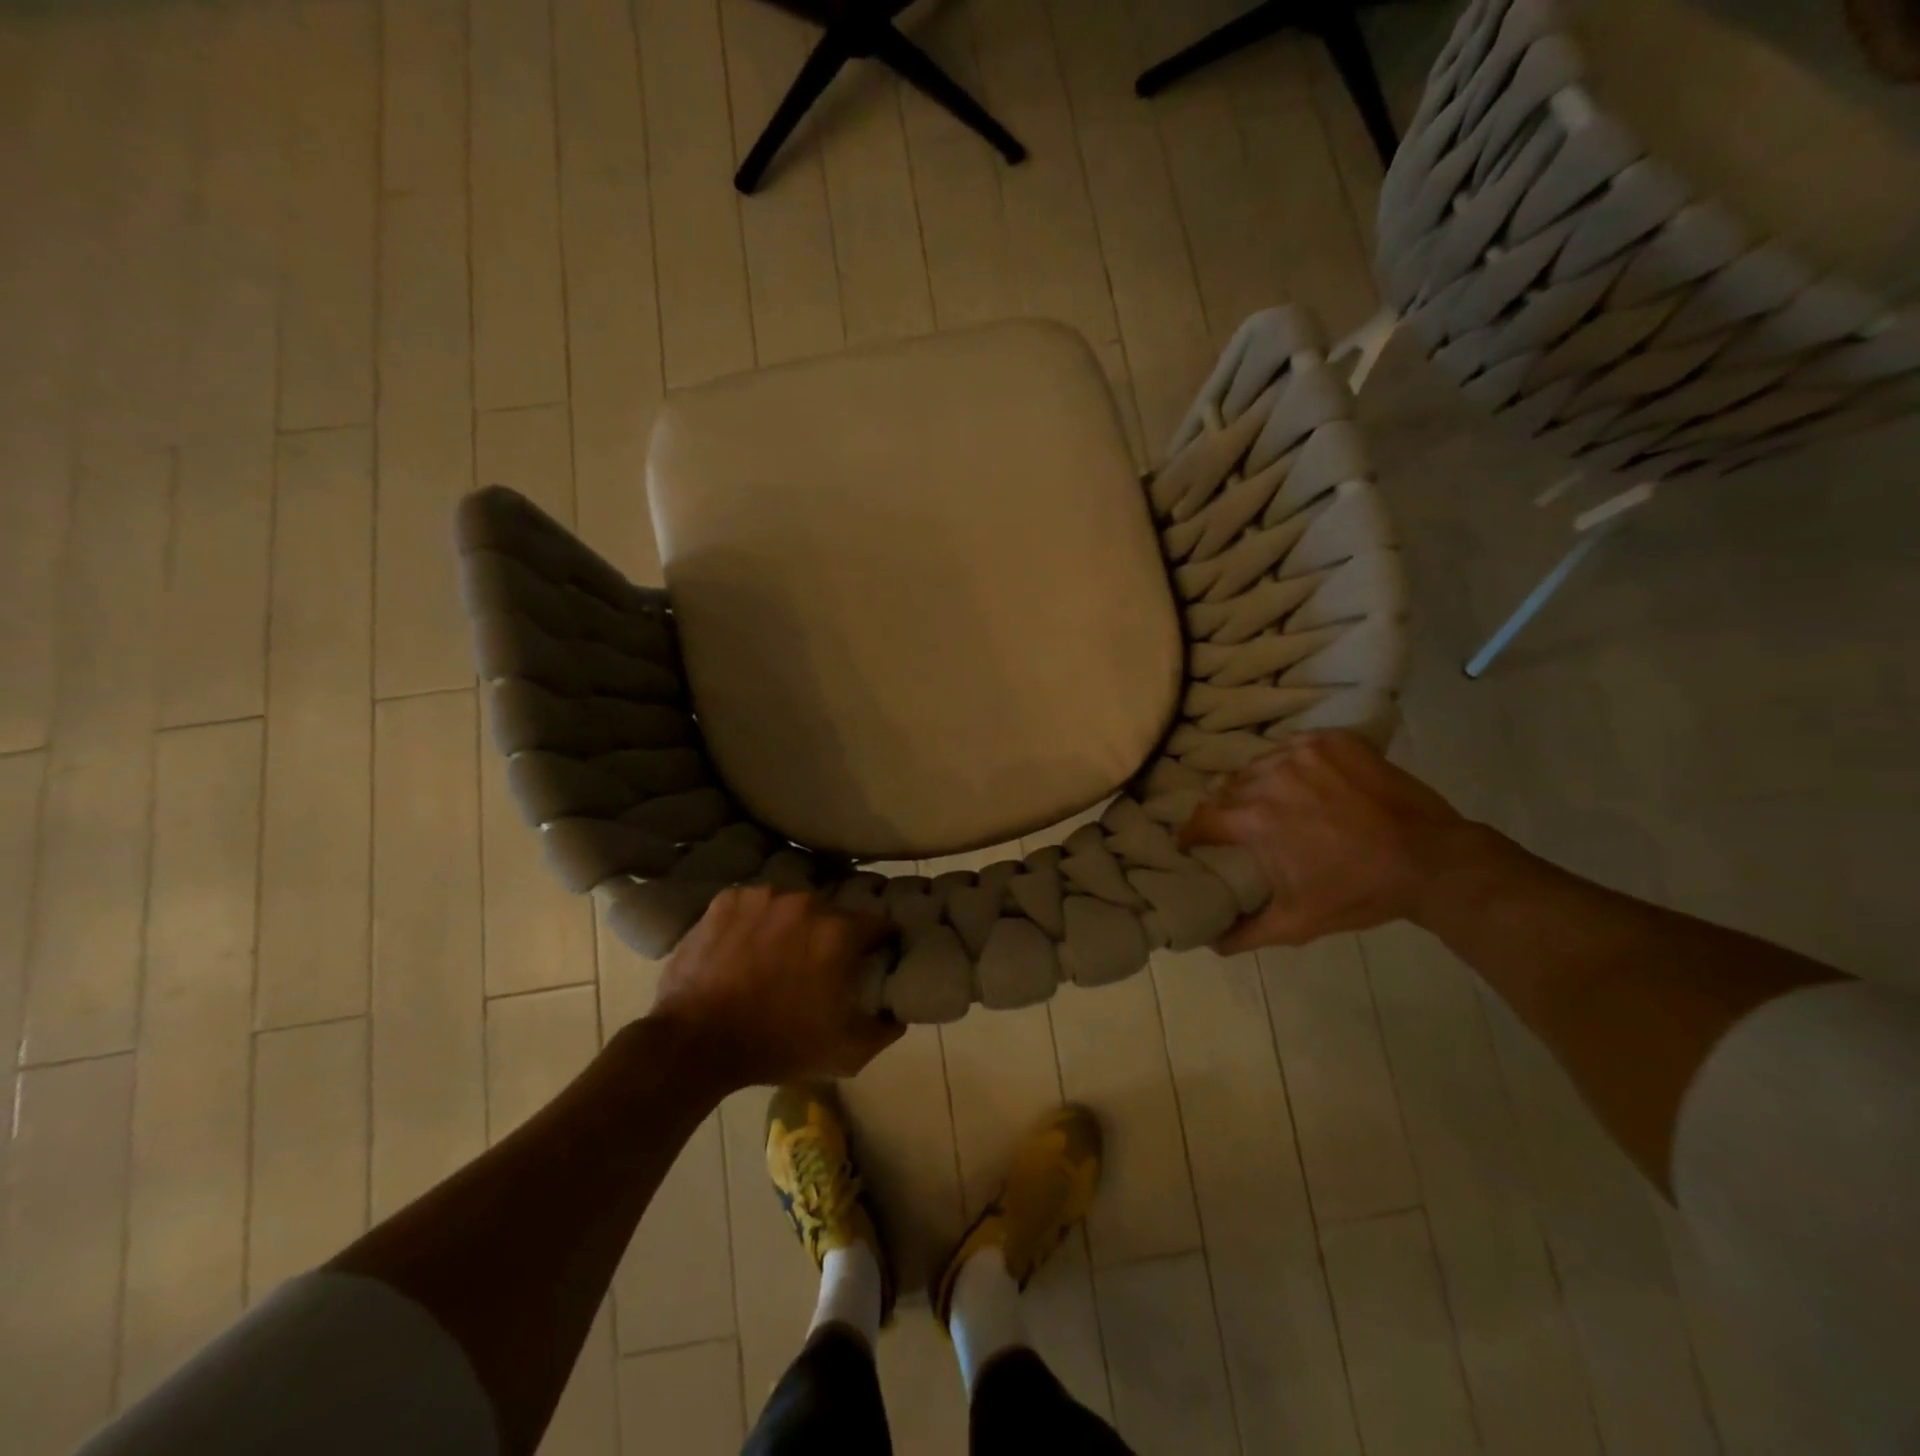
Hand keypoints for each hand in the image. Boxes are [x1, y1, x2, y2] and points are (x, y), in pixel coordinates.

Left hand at [650, 885, 902, 1088]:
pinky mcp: (727, 900)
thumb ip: (884, 1029)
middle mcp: (806, 902)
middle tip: (817, 963)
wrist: (696, 1042)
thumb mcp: (846, 1053)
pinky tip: (743, 946)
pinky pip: (752, 904)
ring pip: (790, 905)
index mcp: (839, 932)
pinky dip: (753, 920)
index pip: (878, 923)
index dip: (880, 940)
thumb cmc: (777, 1046)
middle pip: (831, 913)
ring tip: (775, 954)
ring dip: (790, 924)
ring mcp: (763, 896)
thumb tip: (898, 1011)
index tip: (876, 954)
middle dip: (830, 934)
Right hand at [1179, 731, 1475, 952]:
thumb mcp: (1298, 923)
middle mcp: (1269, 777)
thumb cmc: (1359, 891)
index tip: (1194, 843)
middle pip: (1227, 789)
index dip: (1192, 834)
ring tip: (1273, 802)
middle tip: (1241, 827)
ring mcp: (1302, 753)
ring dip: (1257, 784)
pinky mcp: (1332, 740)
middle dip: (1227, 809)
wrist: (1432, 860)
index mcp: (1254, 819)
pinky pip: (1291, 746)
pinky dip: (1290, 763)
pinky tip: (1304, 781)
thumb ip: (1245, 933)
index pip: (1201, 819)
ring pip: (1258, 765)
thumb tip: (1209, 942)